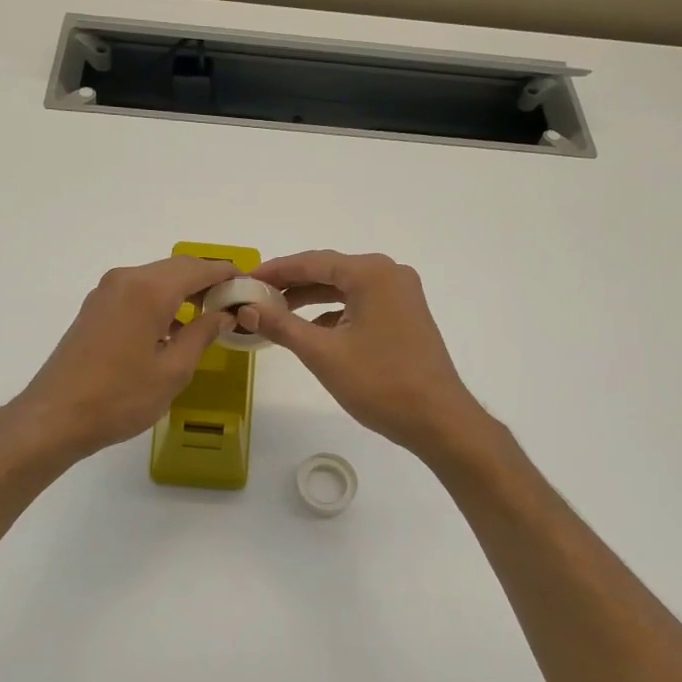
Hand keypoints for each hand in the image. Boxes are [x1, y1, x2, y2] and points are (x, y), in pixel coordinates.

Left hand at [8, 256, 237, 462]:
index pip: (198, 269)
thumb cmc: (120, 397)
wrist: (55, 416)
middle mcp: (126, 279)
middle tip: (232, 303)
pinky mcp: (95, 308)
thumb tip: (223, 314)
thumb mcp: (173, 371)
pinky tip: (173, 329)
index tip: (249, 286)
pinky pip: (137, 292)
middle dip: (206, 281)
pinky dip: (161, 301)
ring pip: (155, 279)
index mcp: (149, 290)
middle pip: (176, 268)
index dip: (227, 274)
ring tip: (208, 317)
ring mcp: (106, 292)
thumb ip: (202, 335)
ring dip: (183, 292)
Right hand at [246, 250, 487, 459]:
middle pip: (328, 271)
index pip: (312, 262)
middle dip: (290, 284)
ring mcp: (401, 295)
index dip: (275, 271)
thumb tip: (246, 309)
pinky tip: (310, 330)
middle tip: (253, 297)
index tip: (243, 281)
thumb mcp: (323, 353)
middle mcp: (389, 274)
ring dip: (310, 299)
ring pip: (344, 289)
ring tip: (274, 313)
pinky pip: (359, 304)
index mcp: (371, 273)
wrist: (437, 419)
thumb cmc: (379, 383)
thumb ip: (281, 326)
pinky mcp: (404, 315)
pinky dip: (332, 313)